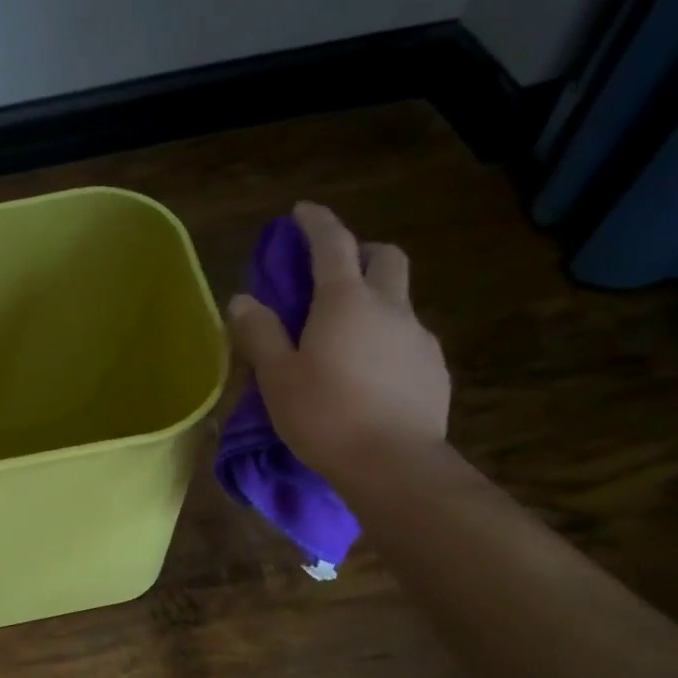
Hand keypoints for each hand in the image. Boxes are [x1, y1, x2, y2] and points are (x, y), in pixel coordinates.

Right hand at [228, 202, 449, 477]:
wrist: (394, 465)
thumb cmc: (325, 416)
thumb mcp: (276, 377)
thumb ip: (259, 333)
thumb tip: (243, 300)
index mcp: (345, 301)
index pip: (332, 243)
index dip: (316, 222)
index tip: (301, 212)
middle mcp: (389, 307)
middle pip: (385, 257)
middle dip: (361, 251)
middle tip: (335, 271)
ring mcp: (419, 337)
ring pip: (400, 299)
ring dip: (375, 299)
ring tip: (348, 336)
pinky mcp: (434, 369)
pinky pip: (409, 338)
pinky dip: (388, 338)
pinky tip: (371, 373)